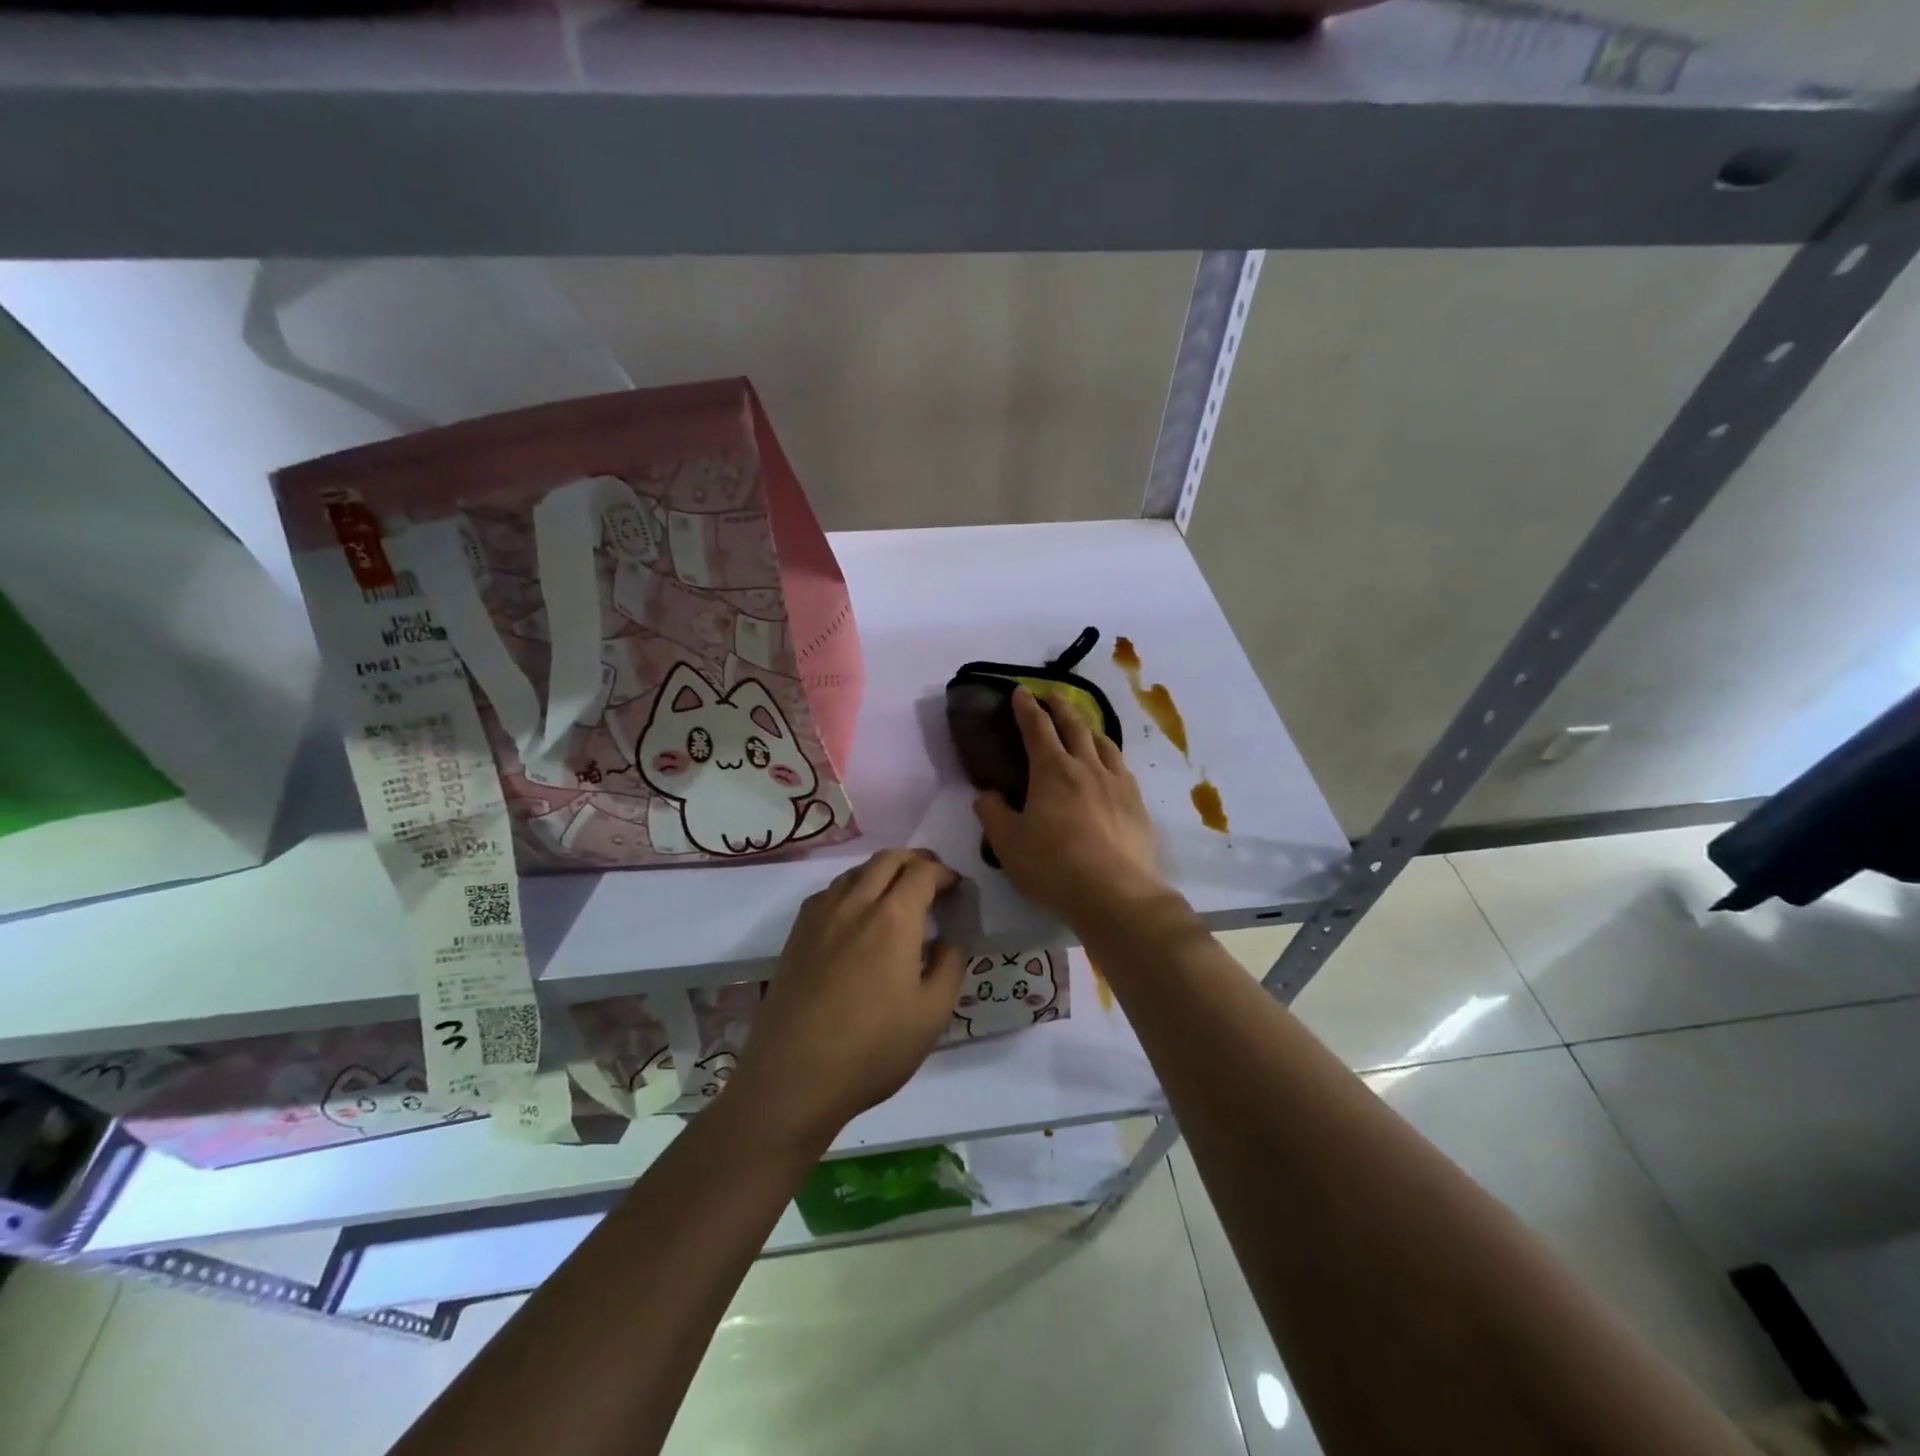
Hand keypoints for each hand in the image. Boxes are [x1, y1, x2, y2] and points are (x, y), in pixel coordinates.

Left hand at [728, 849, 966, 1142]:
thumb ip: (950, 965)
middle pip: (887, 859)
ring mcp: (820, 916)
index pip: (923, 872)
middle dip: (915, 860)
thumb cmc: (872, 1049)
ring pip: (856, 871)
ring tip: (898, 892)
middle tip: (933, 877)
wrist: (793, 1078)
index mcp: (893, 917)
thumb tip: (950, 938)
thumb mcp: (932, 1014)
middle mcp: (855, 903)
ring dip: (883, 870)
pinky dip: (853, 887)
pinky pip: (830, 892)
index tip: (957, 887)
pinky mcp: (796, 934)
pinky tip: (857, 914)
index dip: (944, 873)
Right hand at [974, 687, 1168, 927]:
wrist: (1115, 892)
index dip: (1026, 708)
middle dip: (1060, 706)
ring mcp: (1117, 783)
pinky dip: (1110, 756)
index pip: (1037, 728)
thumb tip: (986, 794)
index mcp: (1052, 770)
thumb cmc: (1053, 865)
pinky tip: (1111, 766)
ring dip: (1089, 727)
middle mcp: (1086, 767)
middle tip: (1052, 695)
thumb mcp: (1007, 844)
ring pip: (1103, 743)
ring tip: (1084, 725)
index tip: (1020, 691)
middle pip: (1075, 725)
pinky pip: (1122, 767)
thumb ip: (992, 814)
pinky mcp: (1137, 804)